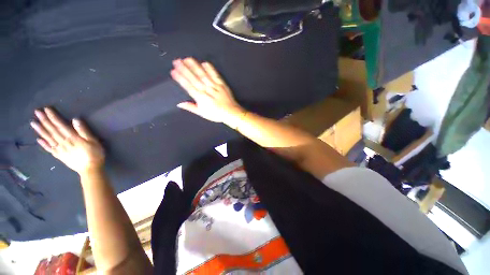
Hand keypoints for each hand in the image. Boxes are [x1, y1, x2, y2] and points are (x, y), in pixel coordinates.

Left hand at [30, 107, 104, 174]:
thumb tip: (75, 120)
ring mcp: (60, 150)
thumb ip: (84, 131)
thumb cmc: (95, 153)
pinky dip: (43, 144)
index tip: (46, 109)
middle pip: (52, 130)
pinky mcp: (59, 156)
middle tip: (37, 112)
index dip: (53, 117)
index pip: (60, 125)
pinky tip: (38, 139)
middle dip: (44, 121)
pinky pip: (50, 149)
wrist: (90, 169)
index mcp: (72, 138)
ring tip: (33, 123)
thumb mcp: (94, 141)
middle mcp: (63, 142)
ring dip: (40, 130)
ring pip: (48, 138)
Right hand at [170, 57, 244, 123]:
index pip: (188, 86)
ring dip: (195, 66)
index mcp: (201, 98)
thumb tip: (179, 104)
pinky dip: (210, 68)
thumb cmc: (216, 114)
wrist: (231, 112)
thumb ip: (191, 107)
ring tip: (187, 59)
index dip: (180, 78)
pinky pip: (215, 75)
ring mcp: (214, 86)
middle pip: (194, 78)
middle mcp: (206, 90)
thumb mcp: (202, 113)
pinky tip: (204, 62)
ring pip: (203, 74)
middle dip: (184, 69)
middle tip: (176, 61)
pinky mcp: (222, 84)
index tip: (173, 71)